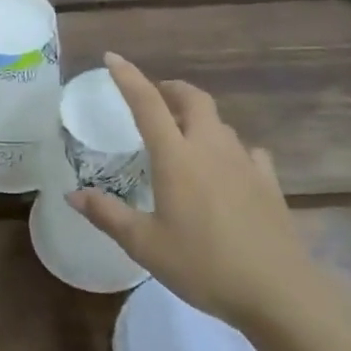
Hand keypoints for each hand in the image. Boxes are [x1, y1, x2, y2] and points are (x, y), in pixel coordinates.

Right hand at [72, 54, 311, 327]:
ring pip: (220, 123)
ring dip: (199, 119)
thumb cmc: (203, 265)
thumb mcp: (145, 244)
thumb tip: (72, 195)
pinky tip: (227, 168)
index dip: (128, 77)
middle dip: (172, 89)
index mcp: (176, 156)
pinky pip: (247, 151)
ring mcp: (244, 163)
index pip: (147, 103)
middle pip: (193, 99)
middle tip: (155, 97)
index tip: (112, 58)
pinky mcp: (268, 182)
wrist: (278, 292)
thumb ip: (108, 215)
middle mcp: (210, 148)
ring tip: (185, 136)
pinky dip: (231, 149)